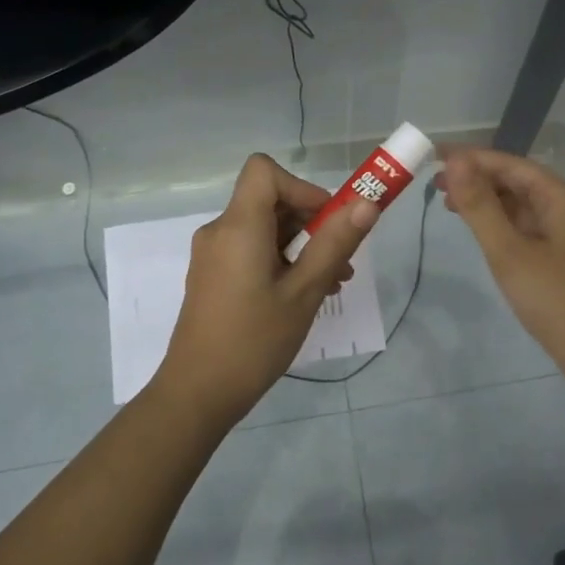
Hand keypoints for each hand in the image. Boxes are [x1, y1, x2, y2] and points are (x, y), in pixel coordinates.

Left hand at [152, 153, 378, 427]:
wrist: (198, 393)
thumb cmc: (254, 340)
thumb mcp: (304, 292)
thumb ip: (334, 244)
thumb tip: (366, 204)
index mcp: (239, 227)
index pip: (265, 171)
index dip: (302, 186)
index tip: (330, 220)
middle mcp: (220, 231)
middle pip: (268, 200)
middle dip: (311, 220)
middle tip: (343, 257)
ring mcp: (213, 255)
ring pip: (264, 229)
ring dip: (301, 245)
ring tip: (333, 282)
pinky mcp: (213, 276)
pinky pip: (251, 250)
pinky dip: (281, 260)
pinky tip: (304, 294)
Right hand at [438, 147, 564, 387]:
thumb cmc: (556, 300)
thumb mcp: (509, 251)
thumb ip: (480, 206)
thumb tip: (456, 161)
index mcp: (563, 197)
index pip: (510, 164)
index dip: (471, 158)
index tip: (435, 156)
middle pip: (518, 181)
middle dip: (478, 179)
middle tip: (435, 184)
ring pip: (524, 205)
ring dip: (488, 201)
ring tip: (450, 205)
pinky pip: (530, 227)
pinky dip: (503, 223)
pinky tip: (482, 231)